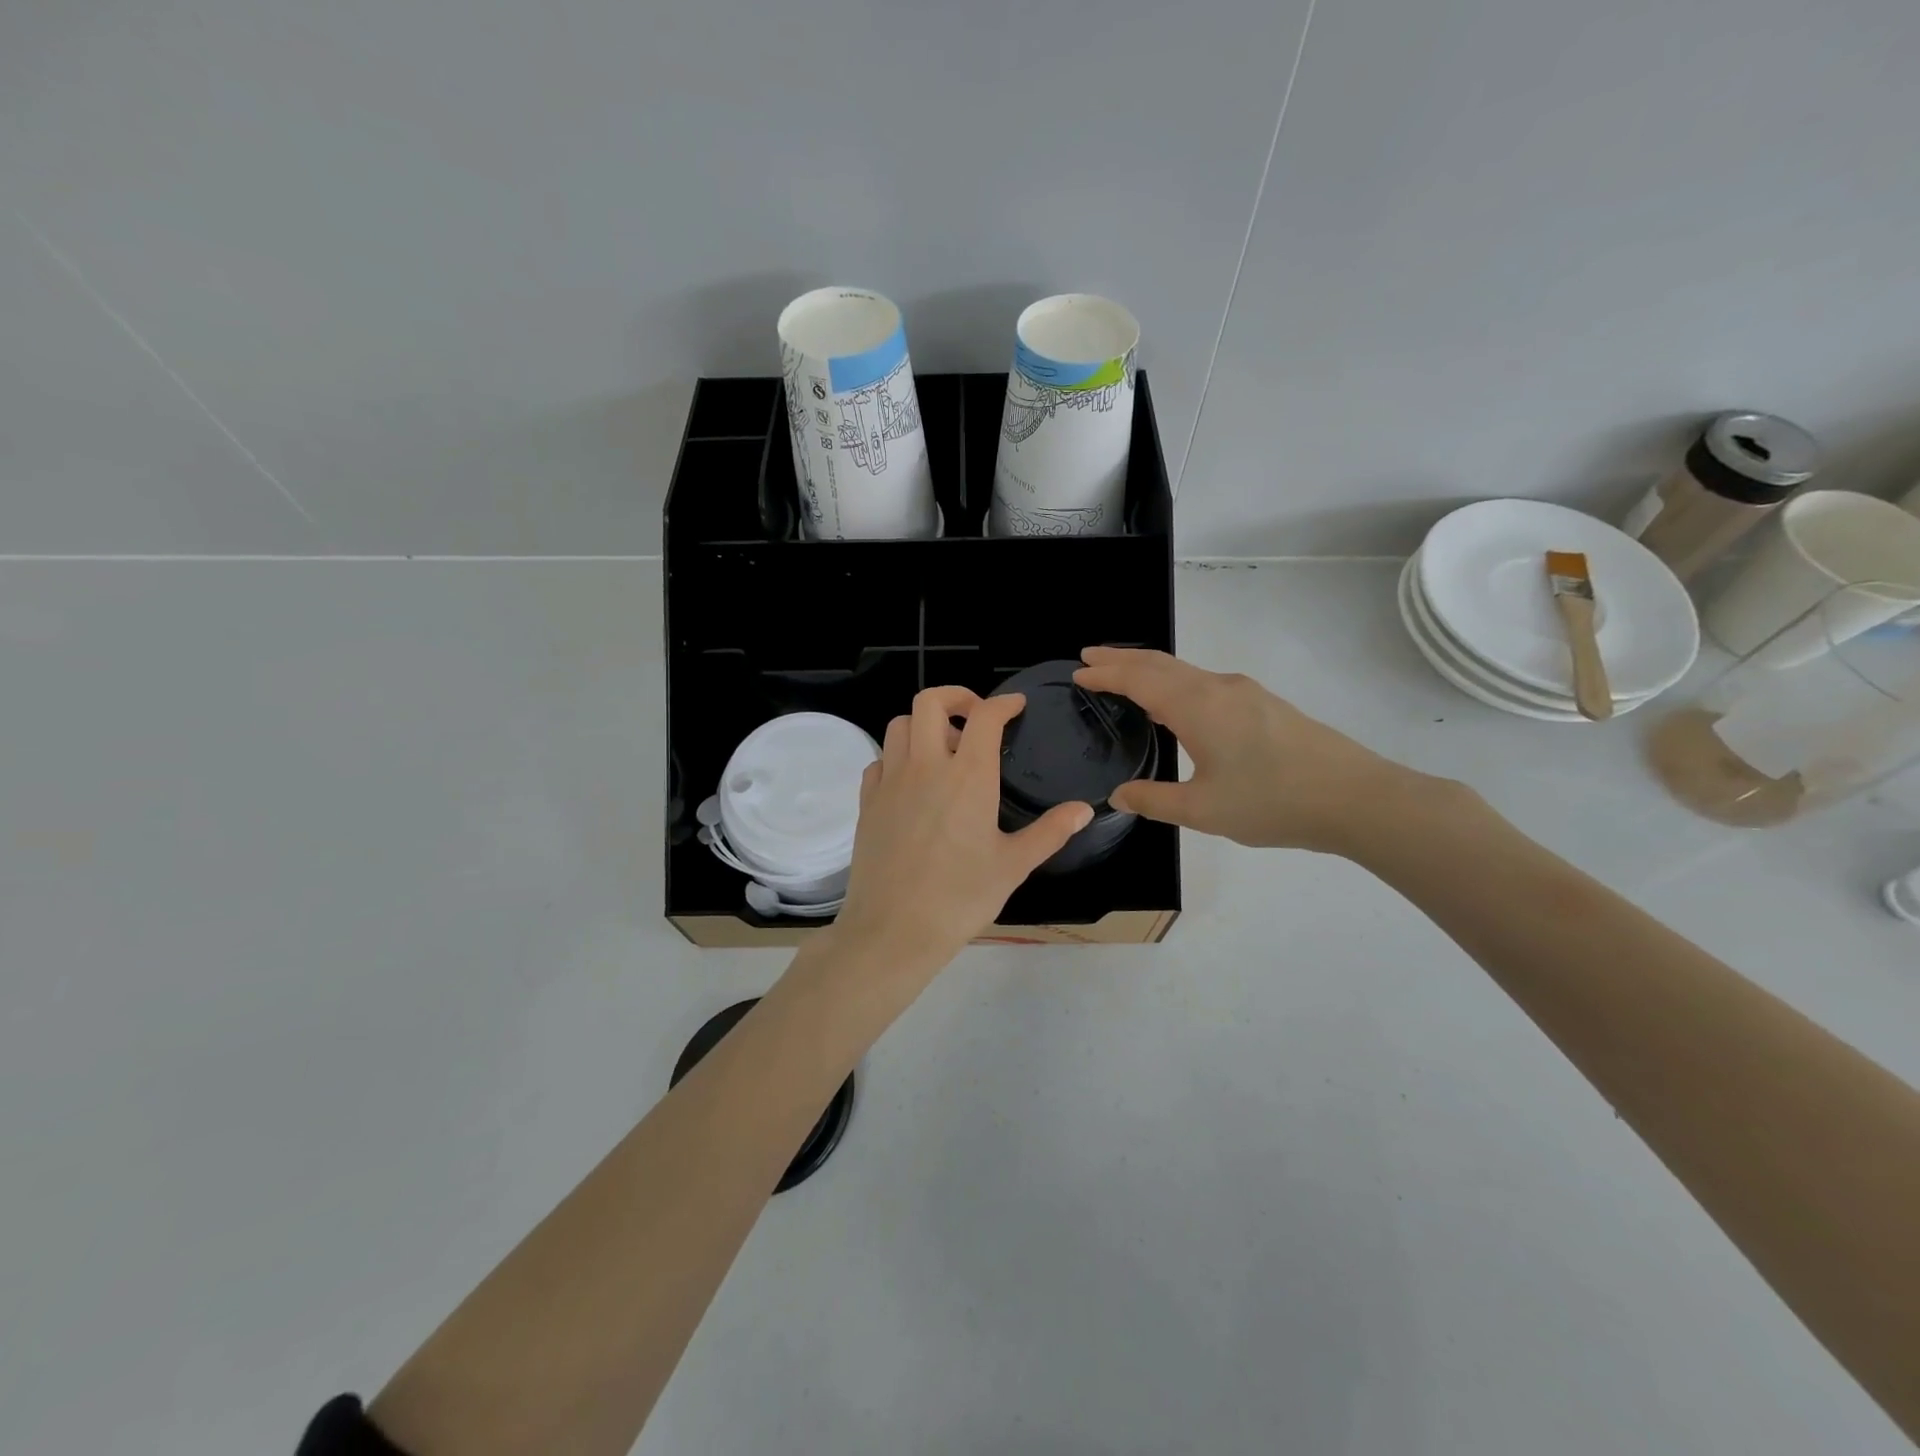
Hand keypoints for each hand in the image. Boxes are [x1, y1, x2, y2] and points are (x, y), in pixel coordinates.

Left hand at [833, 687, 1092, 971]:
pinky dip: (897, 757)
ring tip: (943, 749)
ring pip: (899, 725)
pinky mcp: (867, 802)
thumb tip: (1083, 809)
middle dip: (956, 696)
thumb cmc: (960, 898)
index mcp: (967, 776)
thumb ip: (1050, 831)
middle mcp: (925, 767)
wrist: (894, 930)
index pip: (984, 717)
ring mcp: (890, 782)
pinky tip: (912, 781)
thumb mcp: (1013, 866)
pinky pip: (879, 760)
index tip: (1015, 705)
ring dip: (923, 724)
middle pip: (930, 702)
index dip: (1003, 702)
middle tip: (974, 716)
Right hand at [1073, 647, 1426, 853]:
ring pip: (1184, 671)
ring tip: (1123, 678)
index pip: (1138, 678)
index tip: (1077, 671)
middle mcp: (1218, 687)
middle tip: (1090, 658)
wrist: (1355, 797)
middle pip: (1160, 663)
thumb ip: (1154, 800)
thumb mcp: (1202, 810)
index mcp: (1197, 705)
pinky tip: (1173, 706)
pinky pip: (1203, 683)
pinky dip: (1174, 683)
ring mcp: (1244, 693)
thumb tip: (1119, 795)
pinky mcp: (1263, 705)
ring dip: (1149, 670)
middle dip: (1122, 659)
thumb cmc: (1272, 802)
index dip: (1105, 673)